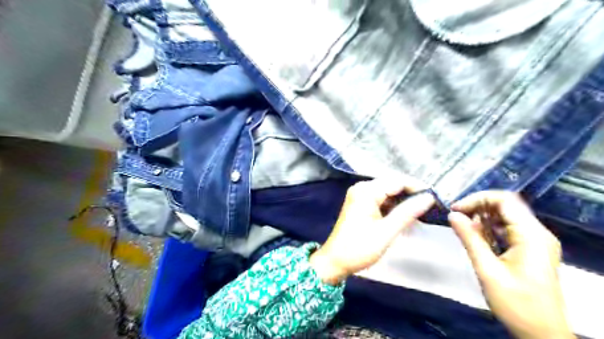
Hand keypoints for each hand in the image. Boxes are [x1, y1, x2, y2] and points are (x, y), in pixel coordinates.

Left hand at [311, 178, 434, 284]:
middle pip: (393, 185)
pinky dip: (394, 208)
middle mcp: (362, 188)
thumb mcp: (386, 231)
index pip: (398, 181)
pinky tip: (406, 217)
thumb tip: (429, 197)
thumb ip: (407, 213)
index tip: (436, 198)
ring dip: (404, 202)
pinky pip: (382, 201)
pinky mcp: (361, 205)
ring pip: (388, 193)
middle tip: (432, 206)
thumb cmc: (359, 248)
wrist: (334, 261)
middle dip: (412, 195)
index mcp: (366, 191)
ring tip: (422, 213)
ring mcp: (360, 196)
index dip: (418, 187)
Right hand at [450, 192, 571, 337]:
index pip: (504, 200)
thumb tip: (452, 215)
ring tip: (464, 228)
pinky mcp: (531, 248)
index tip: (455, 210)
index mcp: (531, 235)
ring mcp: (536, 240)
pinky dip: (489, 228)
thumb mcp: (488, 270)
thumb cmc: (516, 303)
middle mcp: (537, 233)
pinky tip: (477, 237)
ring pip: (506, 216)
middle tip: (456, 217)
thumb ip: (470, 239)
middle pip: (506, 205)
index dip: (477, 199)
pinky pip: (508, 228)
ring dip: (482, 218)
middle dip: (478, 207)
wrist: (542, 333)